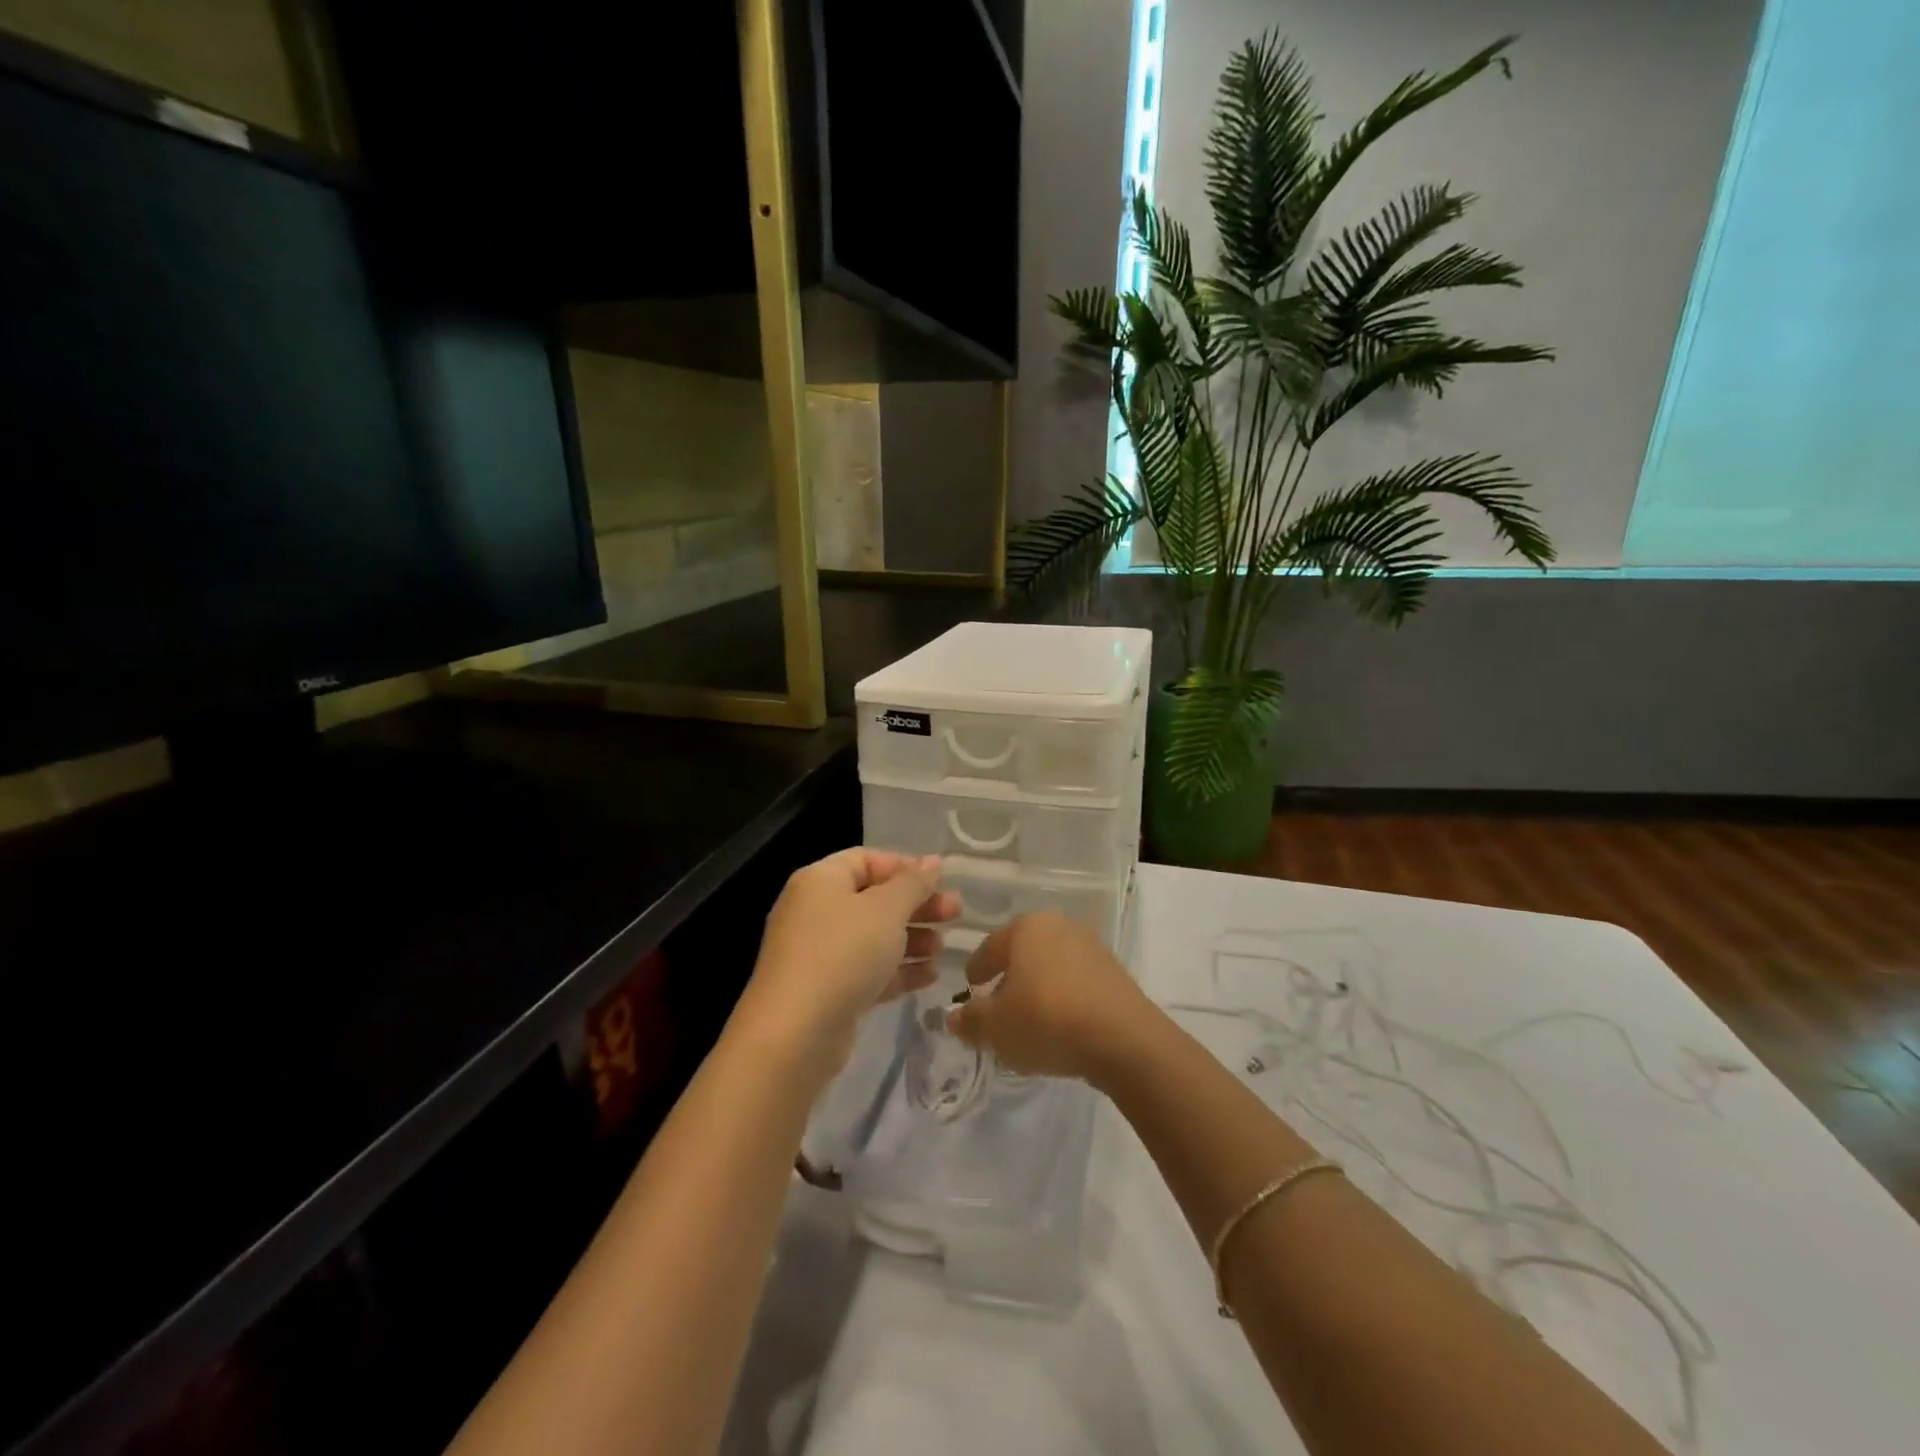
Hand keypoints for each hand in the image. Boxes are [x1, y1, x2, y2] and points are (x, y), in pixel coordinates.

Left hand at [739, 848, 958, 1080]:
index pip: (866, 860)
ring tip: (943, 950)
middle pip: (873, 899)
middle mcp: (815, 911)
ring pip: (873, 937)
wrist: (794, 1034)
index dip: (905, 867)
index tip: (940, 881)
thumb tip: (933, 861)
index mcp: (820, 880)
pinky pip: (867, 970)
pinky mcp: (826, 991)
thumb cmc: (842, 954)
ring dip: (911, 940)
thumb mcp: (886, 910)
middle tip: (956, 913)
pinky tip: (930, 977)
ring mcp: (818, 953)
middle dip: (916, 906)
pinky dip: (897, 970)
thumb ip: (913, 883)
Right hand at [946, 910, 1155, 1084]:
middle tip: (997, 1006)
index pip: (990, 946)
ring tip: (1029, 1020)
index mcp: (1026, 927)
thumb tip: (953, 1016)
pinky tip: (1060, 1024)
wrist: (1123, 1039)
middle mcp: (1059, 926)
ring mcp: (1092, 946)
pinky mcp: (1115, 972)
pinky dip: (1063, 997)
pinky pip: (1077, 981)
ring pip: (1051, 966)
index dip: (976, 970)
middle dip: (1009, 977)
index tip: (970, 990)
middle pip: (1023, 952)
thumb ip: (971, 1020)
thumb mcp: (996, 1028)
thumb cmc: (1047, 1020)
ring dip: (1038, 987)